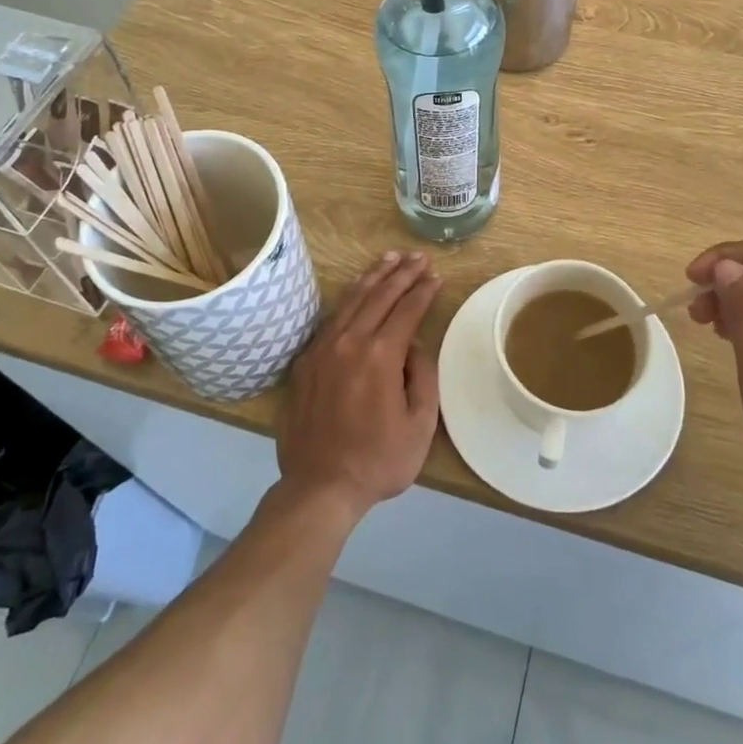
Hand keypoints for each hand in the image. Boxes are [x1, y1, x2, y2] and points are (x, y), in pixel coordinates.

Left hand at [276, 251, 441, 526]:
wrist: (319, 486)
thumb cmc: (378, 460)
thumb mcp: (420, 425)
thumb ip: (423, 377)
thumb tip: (415, 346)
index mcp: (381, 355)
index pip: (407, 309)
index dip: (424, 290)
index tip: (436, 276)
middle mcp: (351, 341)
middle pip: (380, 295)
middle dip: (402, 272)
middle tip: (419, 257)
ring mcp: (323, 348)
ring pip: (352, 299)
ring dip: (374, 276)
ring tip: (390, 258)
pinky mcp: (306, 360)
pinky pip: (331, 318)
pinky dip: (348, 298)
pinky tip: (357, 290)